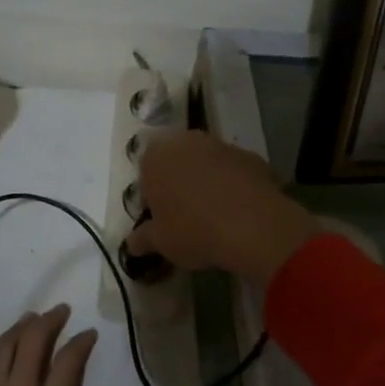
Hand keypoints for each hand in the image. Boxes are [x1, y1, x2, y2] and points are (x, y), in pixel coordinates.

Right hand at [125, 131, 319, 284]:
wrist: (252, 224)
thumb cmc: (194, 231)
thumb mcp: (161, 242)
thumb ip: (143, 239)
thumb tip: (132, 243)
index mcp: (155, 158)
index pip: (144, 175)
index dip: (152, 199)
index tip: (161, 220)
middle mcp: (184, 142)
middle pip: (175, 162)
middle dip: (178, 183)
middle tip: (185, 215)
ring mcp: (220, 145)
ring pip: (205, 163)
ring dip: (206, 181)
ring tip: (214, 214)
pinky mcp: (249, 155)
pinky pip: (233, 170)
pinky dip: (232, 184)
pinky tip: (238, 210)